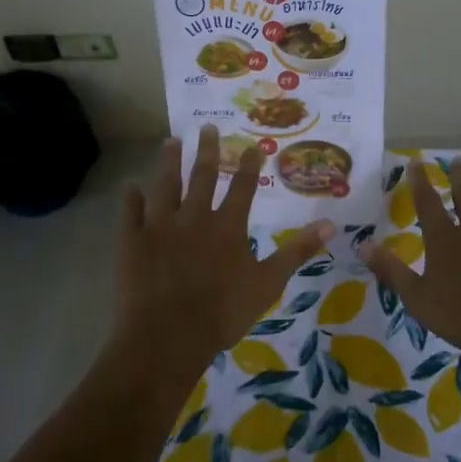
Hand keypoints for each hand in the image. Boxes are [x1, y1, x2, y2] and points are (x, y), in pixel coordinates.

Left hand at [113, 126, 332, 385]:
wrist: (168, 335)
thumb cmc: (223, 312)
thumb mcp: (269, 283)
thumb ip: (297, 251)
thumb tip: (330, 224)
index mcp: (227, 226)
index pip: (242, 187)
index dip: (248, 166)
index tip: (251, 145)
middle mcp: (194, 216)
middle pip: (201, 176)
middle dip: (206, 150)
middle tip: (206, 126)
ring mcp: (160, 226)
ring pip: (165, 185)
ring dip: (168, 162)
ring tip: (170, 141)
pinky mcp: (133, 240)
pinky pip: (131, 213)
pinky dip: (131, 198)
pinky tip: (130, 185)